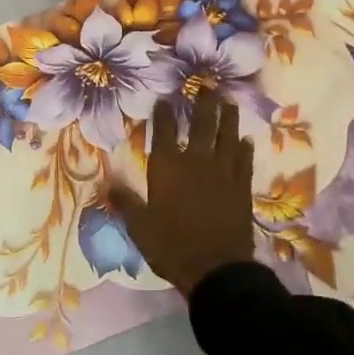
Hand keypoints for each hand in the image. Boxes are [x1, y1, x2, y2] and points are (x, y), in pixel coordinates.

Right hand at [111, 95, 255, 296]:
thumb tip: (107, 184)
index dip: (164, 113)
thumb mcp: (140, 227)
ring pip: (227, 136)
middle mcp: (196, 161)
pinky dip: (244, 148)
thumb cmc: (171, 246)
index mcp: (167, 167)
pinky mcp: (242, 186)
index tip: (164, 99)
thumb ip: (125, 202)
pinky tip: (246, 139)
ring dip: (228, 118)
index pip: (164, 131)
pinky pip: (244, 160)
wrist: (216, 268)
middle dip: (203, 103)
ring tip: (229, 102)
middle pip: (202, 124)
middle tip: (207, 86)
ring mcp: (223, 172)